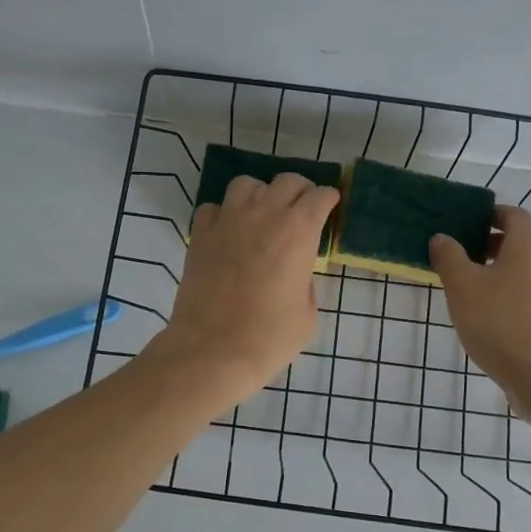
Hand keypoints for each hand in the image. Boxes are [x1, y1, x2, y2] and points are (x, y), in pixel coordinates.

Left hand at [155, 173, 340, 408]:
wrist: (213, 350)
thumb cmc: (269, 337)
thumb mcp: (307, 313)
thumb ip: (306, 280)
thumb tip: (296, 271)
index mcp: (298, 231)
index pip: (320, 196)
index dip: (329, 199)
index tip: (330, 206)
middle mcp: (264, 214)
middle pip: (287, 181)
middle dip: (300, 191)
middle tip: (302, 209)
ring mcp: (228, 220)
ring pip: (247, 184)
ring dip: (260, 194)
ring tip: (262, 214)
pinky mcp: (200, 234)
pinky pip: (214, 208)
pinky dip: (224, 213)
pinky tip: (228, 232)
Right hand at [430, 205, 530, 403]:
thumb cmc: (499, 321)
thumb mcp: (462, 286)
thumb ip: (449, 257)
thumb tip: (442, 237)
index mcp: (529, 245)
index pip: (514, 215)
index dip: (492, 214)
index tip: (468, 223)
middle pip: (523, 242)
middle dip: (494, 245)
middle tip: (464, 255)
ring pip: (528, 270)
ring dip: (503, 272)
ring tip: (473, 289)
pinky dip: (513, 295)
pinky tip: (492, 317)